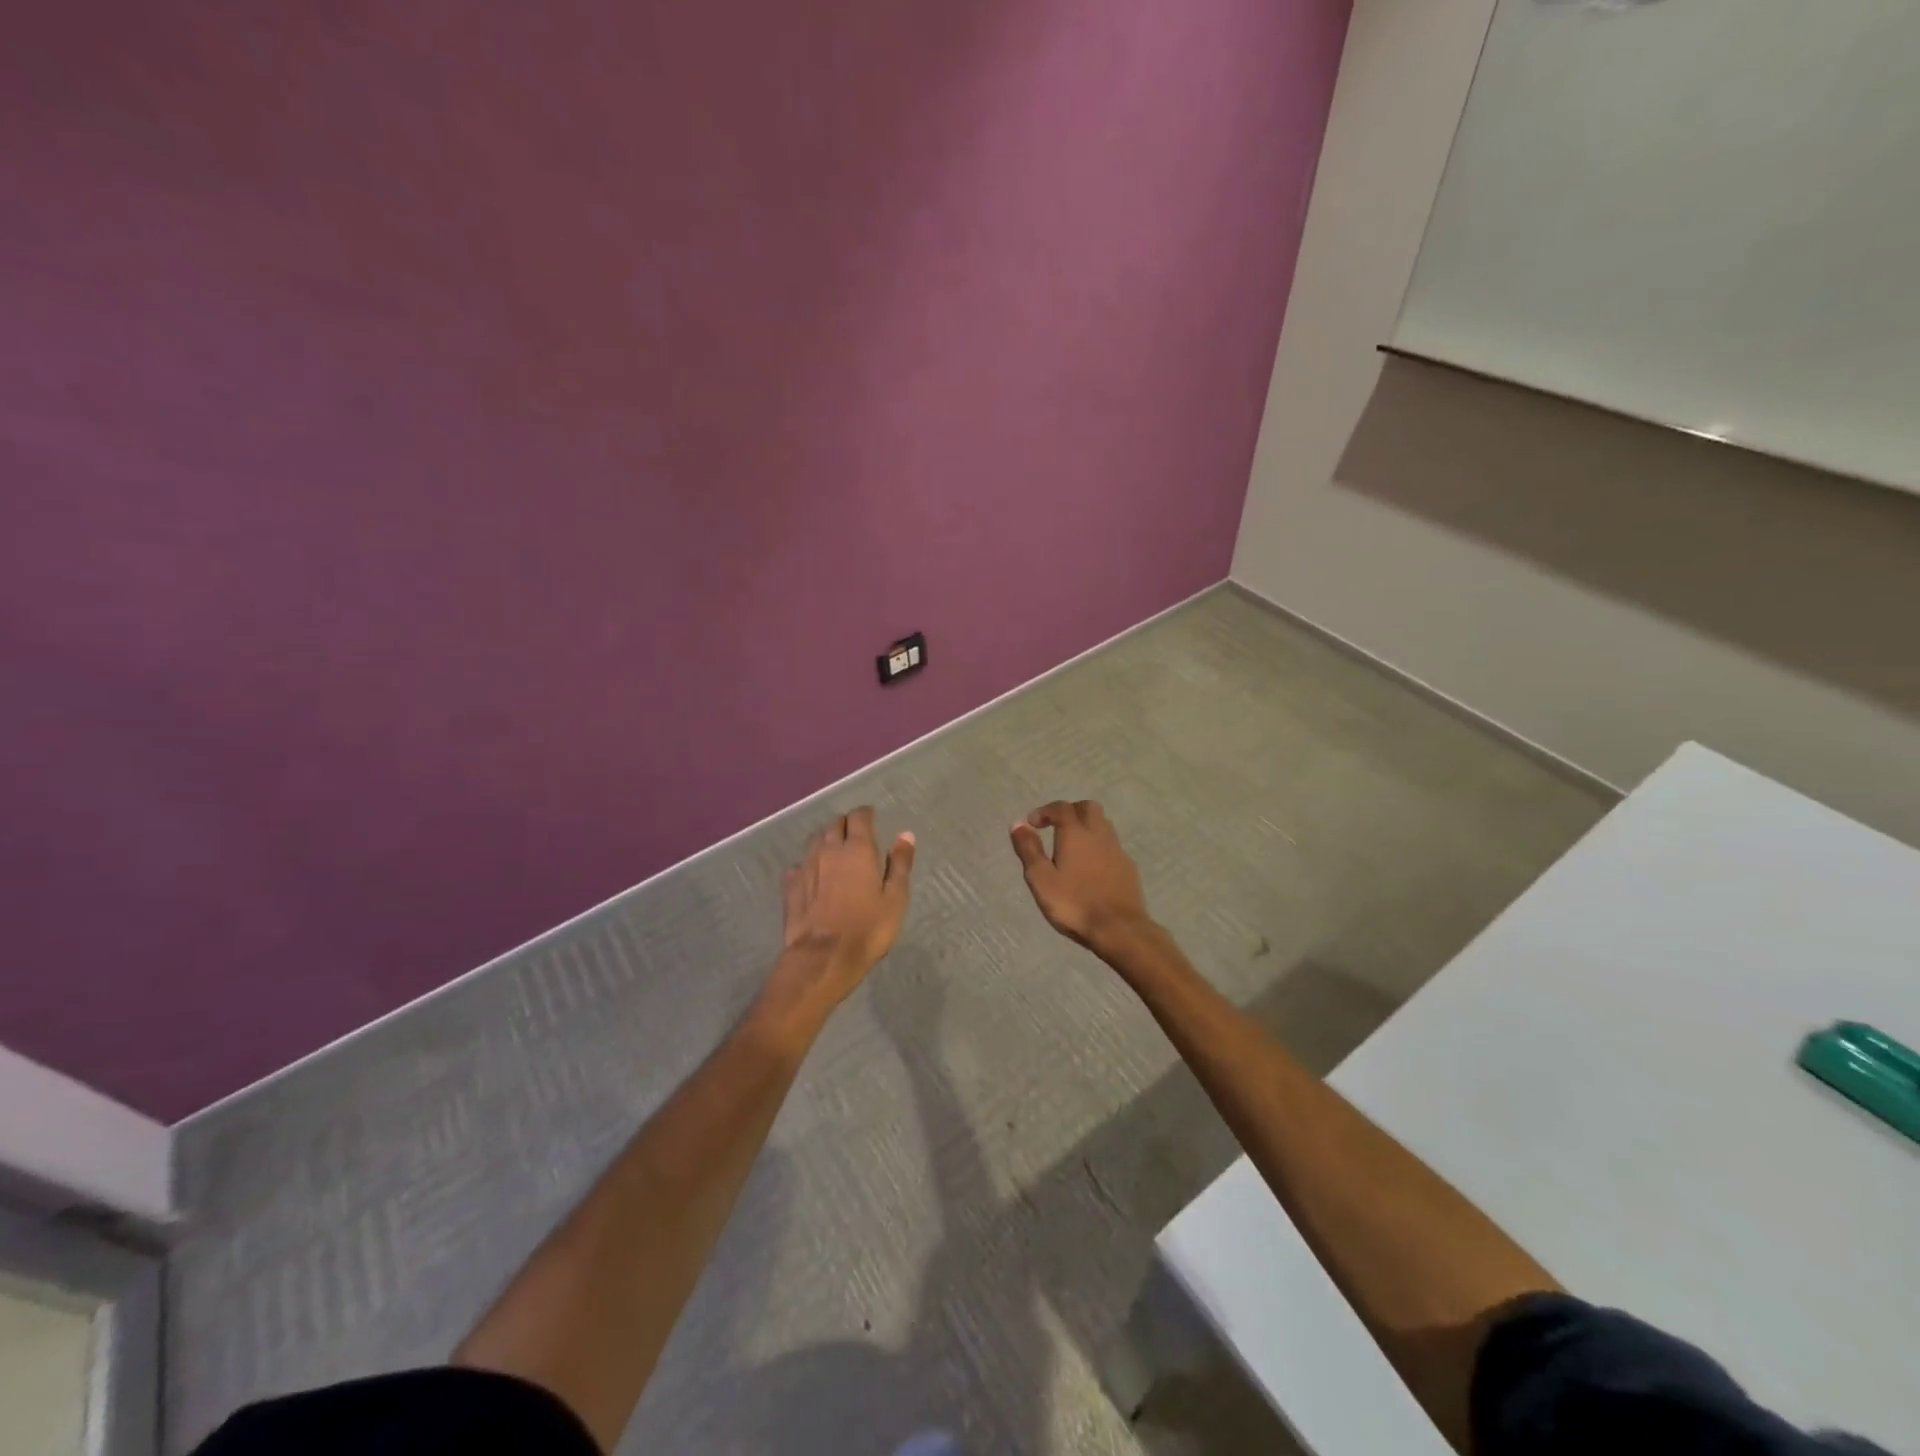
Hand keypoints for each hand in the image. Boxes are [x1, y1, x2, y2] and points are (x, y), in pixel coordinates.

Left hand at [775, 807, 915, 1014]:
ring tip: (835, 850)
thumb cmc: (868, 928)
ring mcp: (806, 866)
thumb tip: (905, 835)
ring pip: (815, 840)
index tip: (872, 818)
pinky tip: (813, 874)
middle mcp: (829, 849)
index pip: (859, 817)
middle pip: (834, 824)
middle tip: (856, 835)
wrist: (823, 957)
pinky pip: (799, 864)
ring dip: (826, 839)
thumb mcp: (895, 898)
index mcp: (858, 849)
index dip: (866, 814)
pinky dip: (809, 863)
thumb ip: (900, 864)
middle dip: (846, 824)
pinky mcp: (790, 885)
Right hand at [1010, 800, 1153, 956]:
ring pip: (1103, 825)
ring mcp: (1117, 851)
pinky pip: (1112, 846)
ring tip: (1072, 846)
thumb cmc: (1074, 904)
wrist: (1119, 929)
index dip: (1046, 811)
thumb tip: (1018, 824)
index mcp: (1076, 834)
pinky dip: (1099, 846)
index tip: (1033, 823)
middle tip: (1055, 826)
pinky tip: (1091, 866)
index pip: (1062, 808)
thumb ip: (1029, 849)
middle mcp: (1099, 835)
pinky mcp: (1128, 868)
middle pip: (1088, 808)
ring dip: (1086, 827)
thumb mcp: (1041, 879)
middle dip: (1070, 811)